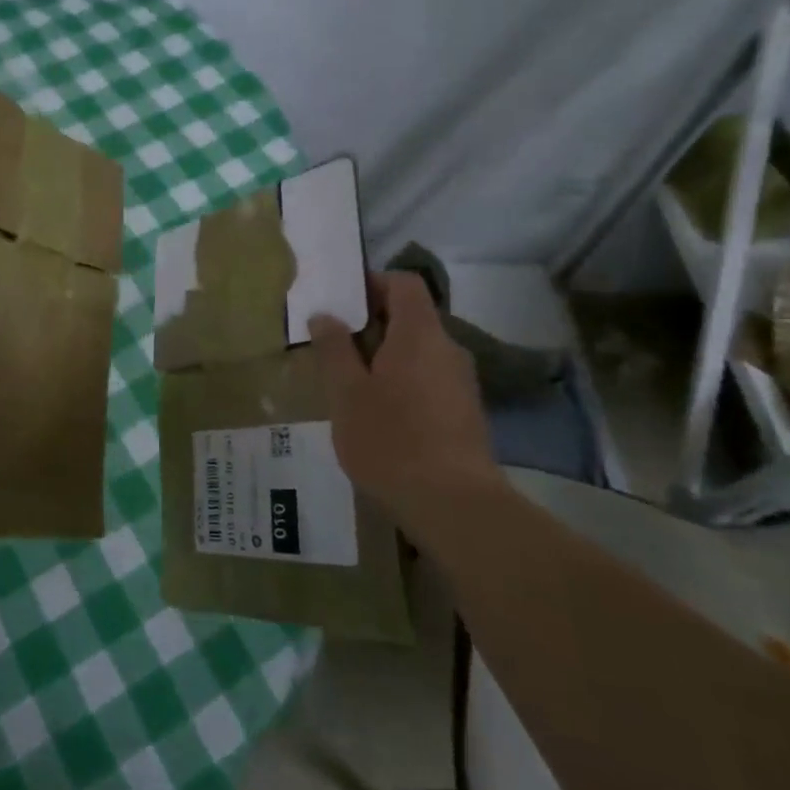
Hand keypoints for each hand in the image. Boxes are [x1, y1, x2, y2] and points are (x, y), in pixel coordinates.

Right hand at [309, 272, 496, 516]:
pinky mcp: (465, 413)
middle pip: (411, 317)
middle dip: (371, 325)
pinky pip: (428, 379)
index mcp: (419, 334)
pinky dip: (402, 382)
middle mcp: (448, 349)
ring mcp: (461, 383)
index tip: (340, 302)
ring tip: (350, 385)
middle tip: (333, 347)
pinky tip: (378, 416)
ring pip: (418, 352)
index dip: (372, 282)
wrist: (454, 506)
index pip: (404, 283)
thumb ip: (334, 349)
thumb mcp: (346, 393)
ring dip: (385, 357)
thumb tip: (325, 314)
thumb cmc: (391, 439)